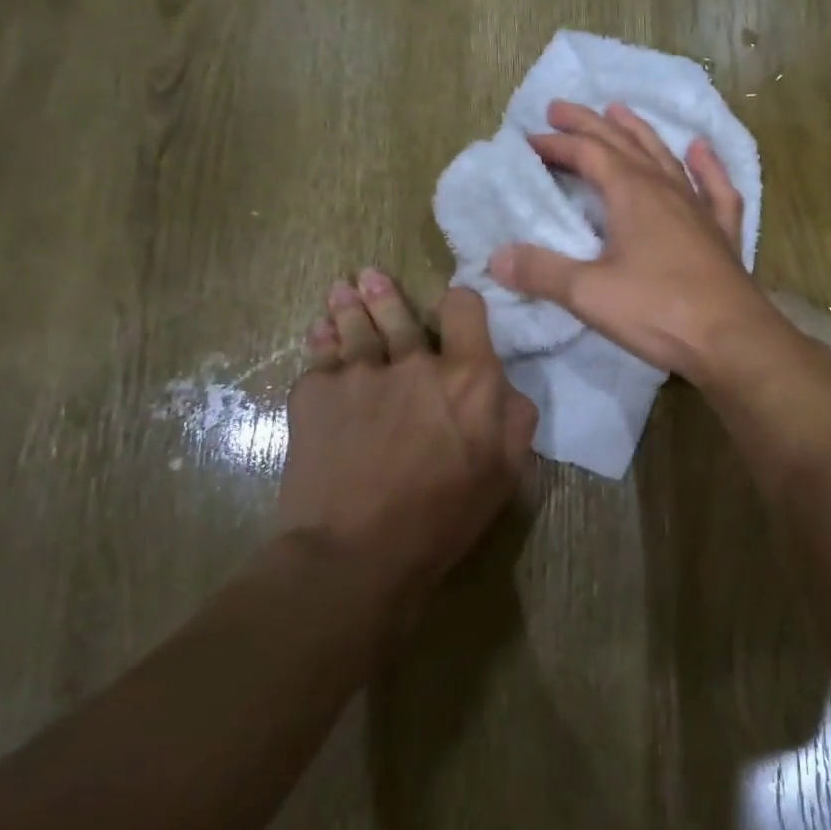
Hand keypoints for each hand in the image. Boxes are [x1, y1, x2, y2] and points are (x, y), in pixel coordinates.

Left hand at [278, 271, 537, 595]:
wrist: (356, 551)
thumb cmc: (442, 517)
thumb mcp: (504, 474)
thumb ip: (514, 420)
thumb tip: (504, 386)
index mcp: (468, 377)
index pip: (465, 309)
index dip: (460, 302)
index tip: (452, 307)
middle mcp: (414, 360)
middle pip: (400, 310)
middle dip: (386, 293)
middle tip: (372, 278)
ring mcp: (360, 371)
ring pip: (354, 324)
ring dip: (349, 305)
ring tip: (342, 291)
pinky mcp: (315, 392)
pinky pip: (319, 355)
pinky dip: (320, 341)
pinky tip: (318, 333)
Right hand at [488, 100, 783, 381]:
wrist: (732, 340)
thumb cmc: (658, 311)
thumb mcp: (588, 293)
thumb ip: (541, 272)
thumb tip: (497, 257)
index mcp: (633, 193)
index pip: (588, 154)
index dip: (558, 144)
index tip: (529, 140)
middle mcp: (666, 189)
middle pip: (623, 144)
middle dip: (589, 124)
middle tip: (561, 108)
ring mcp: (699, 208)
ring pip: (665, 157)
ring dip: (639, 132)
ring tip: (620, 111)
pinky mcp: (722, 233)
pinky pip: (715, 188)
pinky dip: (706, 165)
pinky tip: (701, 150)